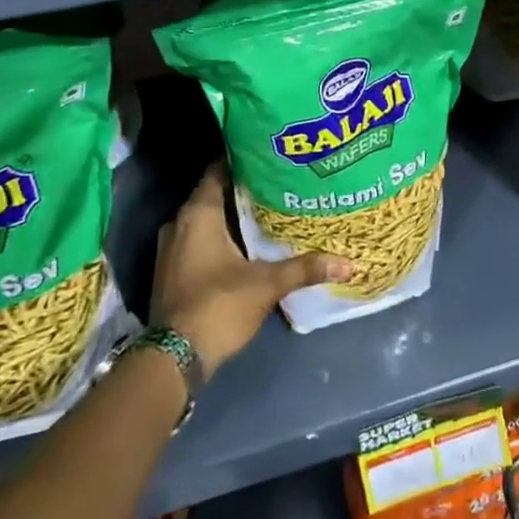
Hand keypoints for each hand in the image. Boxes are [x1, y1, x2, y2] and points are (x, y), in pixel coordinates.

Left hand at [150, 164, 351, 373]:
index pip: (219, 170)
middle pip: (214, 194)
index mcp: (198, 214)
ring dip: (230, 216)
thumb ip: (304, 268)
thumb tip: (347, 263)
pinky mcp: (170, 271)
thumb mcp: (267, 285)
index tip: (270, 157)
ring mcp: (170, 249)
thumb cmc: (218, 306)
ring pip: (204, 220)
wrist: (172, 360)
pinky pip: (197, 240)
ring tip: (266, 212)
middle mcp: (179, 223)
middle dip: (243, 190)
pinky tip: (245, 244)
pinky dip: (218, 237)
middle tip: (277, 184)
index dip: (244, 161)